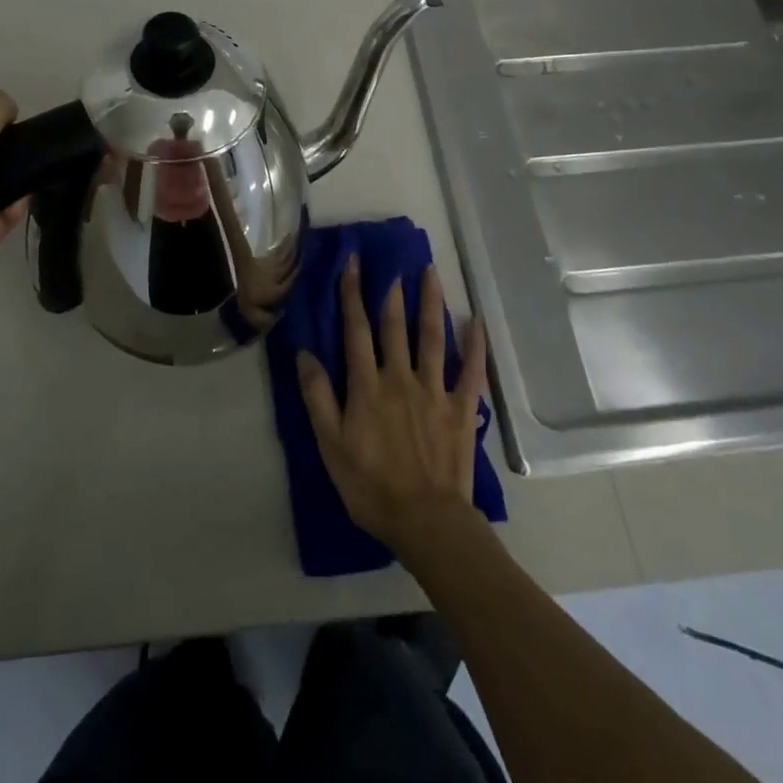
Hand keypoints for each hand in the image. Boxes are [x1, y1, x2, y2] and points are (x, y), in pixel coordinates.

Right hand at [297, 257, 489, 557]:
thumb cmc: (371, 485)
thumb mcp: (330, 445)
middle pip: (394, 325)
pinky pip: (470, 371)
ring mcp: (434, 390)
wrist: (425, 521)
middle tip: (392, 261)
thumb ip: (317, 397)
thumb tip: (305, 353)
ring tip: (430, 272)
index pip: (356, 330)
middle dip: (390, 291)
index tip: (352, 264)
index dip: (352, 294)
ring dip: (430, 302)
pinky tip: (476, 322)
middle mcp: (400, 377)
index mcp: (366, 385)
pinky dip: (474, 345)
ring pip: (431, 337)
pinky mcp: (461, 408)